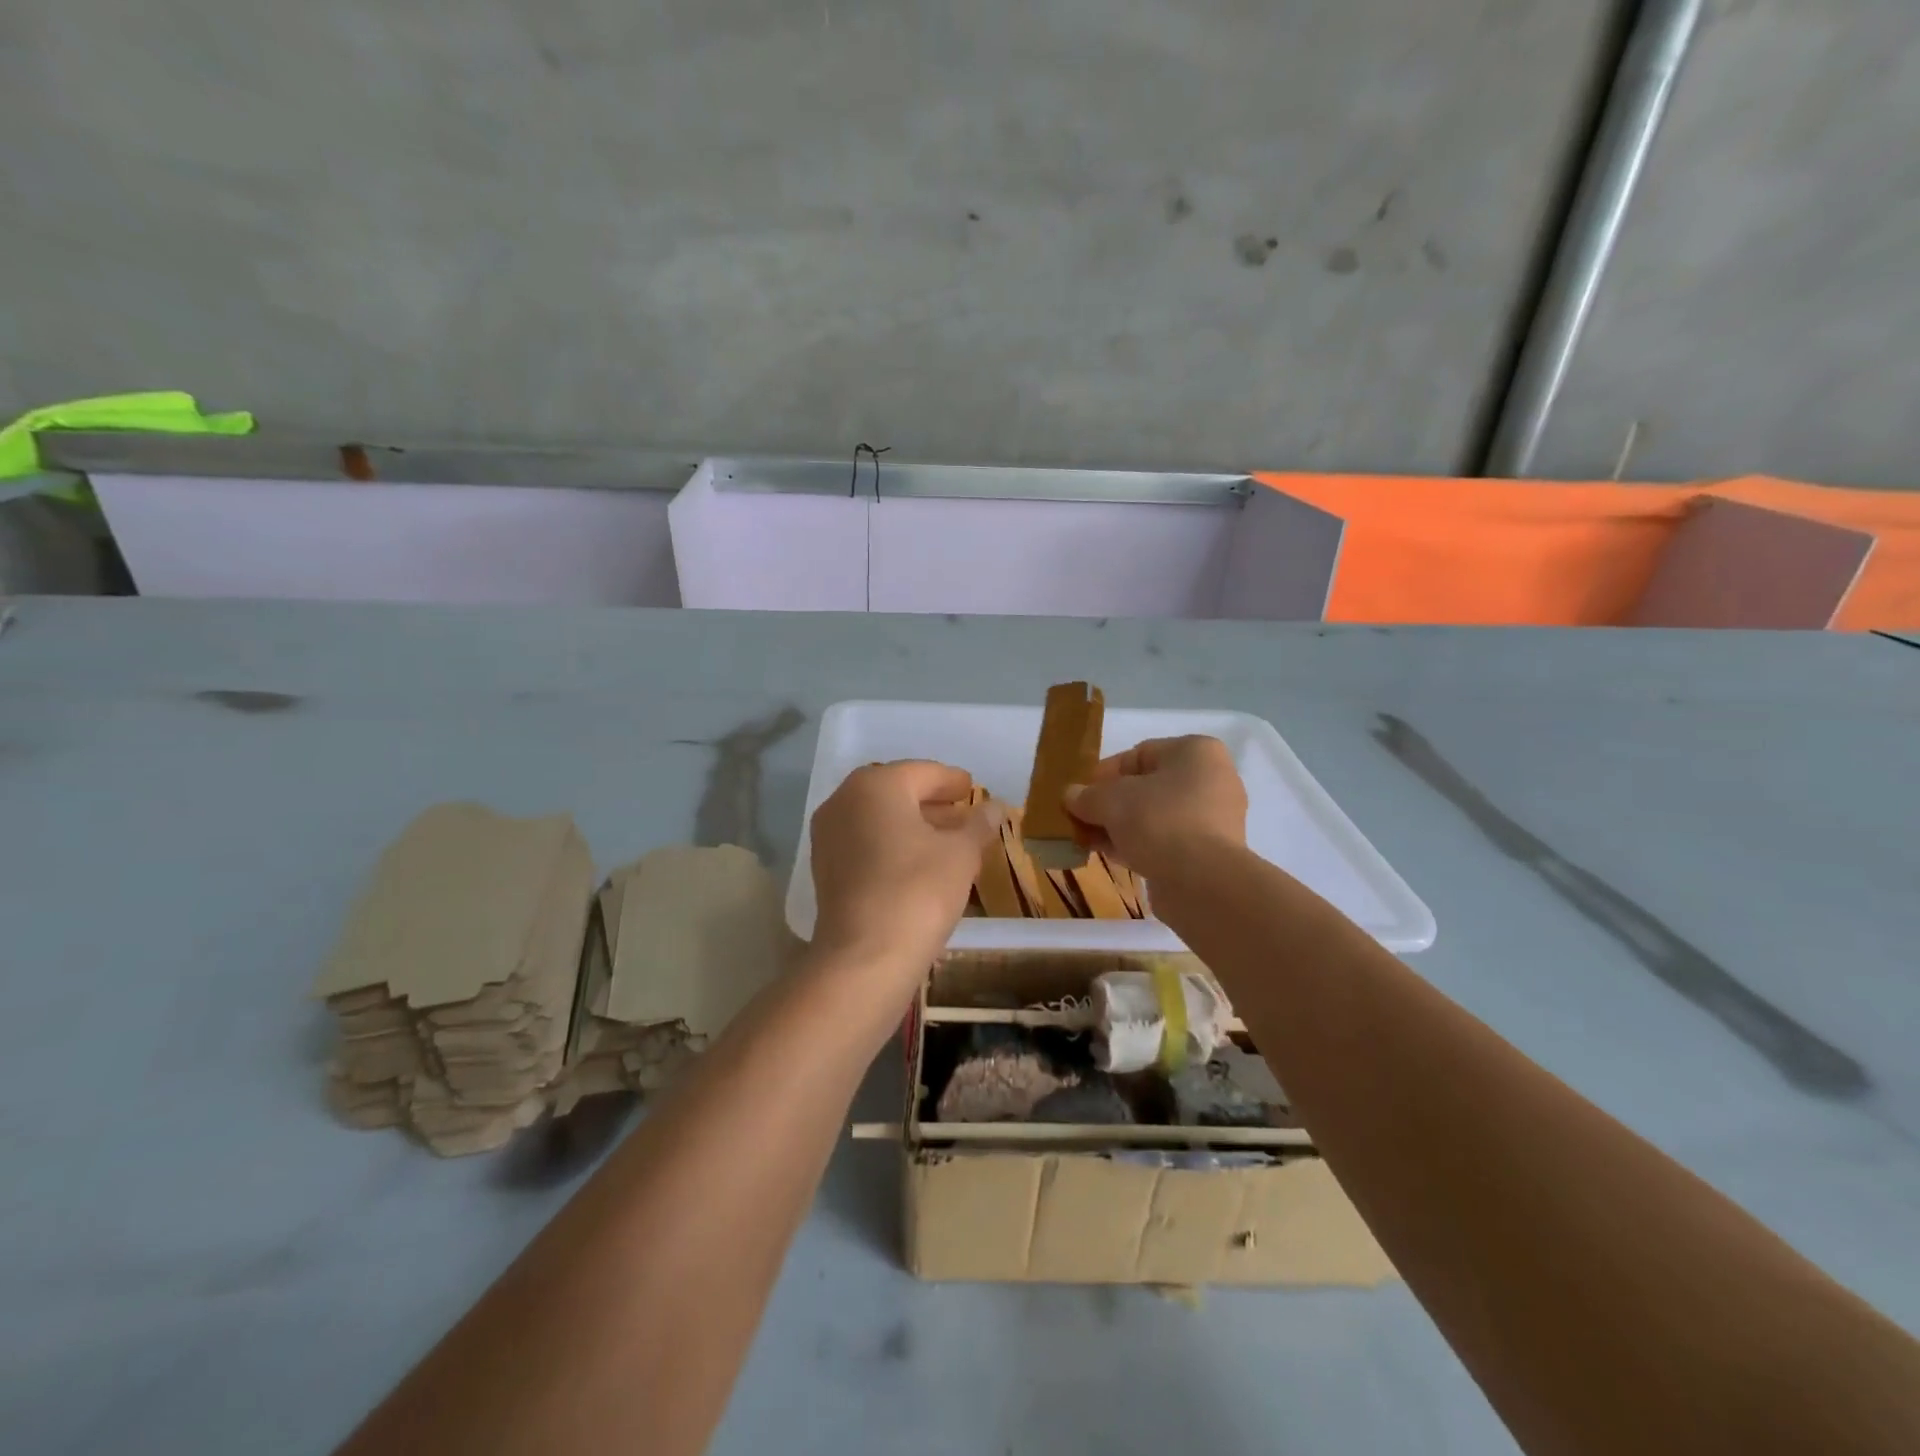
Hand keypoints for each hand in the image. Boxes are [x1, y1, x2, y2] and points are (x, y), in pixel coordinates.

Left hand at [808, 760, 1000, 977]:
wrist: (865, 957)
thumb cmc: (919, 890)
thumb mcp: (962, 854)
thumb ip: (979, 825)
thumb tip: (996, 807)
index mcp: (877, 784)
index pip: (924, 772)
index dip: (953, 781)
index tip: (973, 789)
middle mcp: (845, 800)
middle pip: (897, 792)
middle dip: (932, 802)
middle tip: (963, 814)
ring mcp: (828, 834)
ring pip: (879, 818)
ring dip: (913, 824)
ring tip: (948, 840)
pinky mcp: (825, 867)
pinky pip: (865, 841)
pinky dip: (891, 844)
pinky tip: (918, 863)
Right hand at [1063, 735, 1246, 878]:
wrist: (1201, 881)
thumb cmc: (1158, 821)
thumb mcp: (1110, 800)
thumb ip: (1087, 795)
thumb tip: (1070, 796)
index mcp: (1196, 752)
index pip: (1139, 754)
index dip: (1104, 773)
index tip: (1080, 793)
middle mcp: (1212, 779)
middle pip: (1147, 786)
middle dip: (1111, 803)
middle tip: (1082, 818)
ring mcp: (1215, 818)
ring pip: (1156, 815)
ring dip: (1122, 826)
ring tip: (1090, 840)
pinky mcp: (1211, 852)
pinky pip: (1168, 840)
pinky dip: (1140, 844)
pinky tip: (1112, 856)